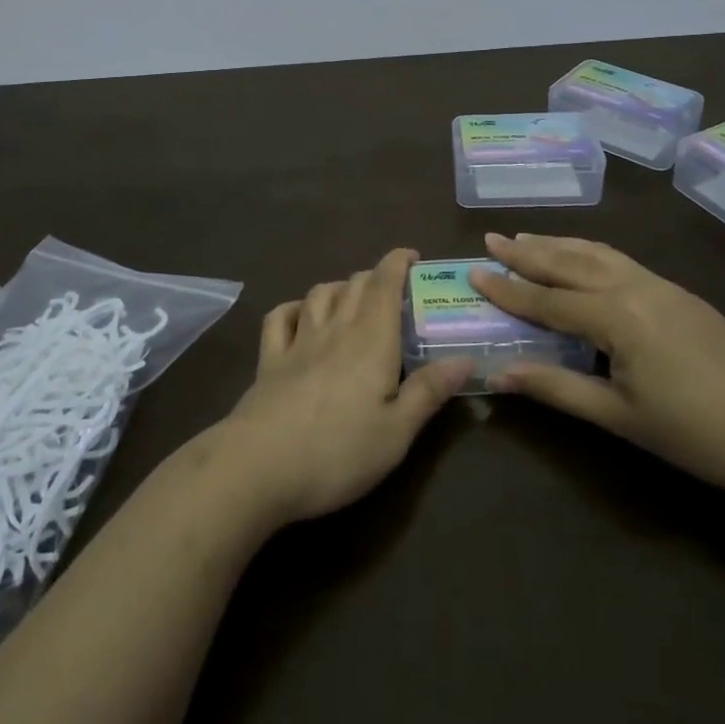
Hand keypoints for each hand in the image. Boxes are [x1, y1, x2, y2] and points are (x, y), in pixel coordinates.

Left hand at [212, 248, 471, 526]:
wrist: (260, 466)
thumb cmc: (338, 452)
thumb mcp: (397, 433)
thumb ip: (429, 392)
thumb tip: (465, 358)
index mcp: (371, 341)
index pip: (385, 284)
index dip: (398, 262)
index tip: (413, 256)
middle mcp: (335, 330)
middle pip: (354, 285)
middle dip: (374, 276)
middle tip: (392, 291)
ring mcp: (298, 342)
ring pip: (319, 294)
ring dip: (339, 287)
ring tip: (351, 299)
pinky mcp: (269, 360)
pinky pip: (280, 317)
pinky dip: (294, 308)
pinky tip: (301, 316)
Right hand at [472, 232, 724, 504]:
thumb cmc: (696, 434)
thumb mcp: (620, 417)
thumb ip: (558, 388)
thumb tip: (502, 372)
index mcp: (616, 315)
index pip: (548, 299)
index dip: (508, 289)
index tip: (474, 271)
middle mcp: (634, 286)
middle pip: (570, 262)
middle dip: (528, 251)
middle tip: (492, 238)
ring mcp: (661, 285)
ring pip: (598, 252)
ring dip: (559, 244)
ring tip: (528, 238)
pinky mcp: (680, 292)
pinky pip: (621, 260)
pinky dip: (590, 252)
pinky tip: (583, 258)